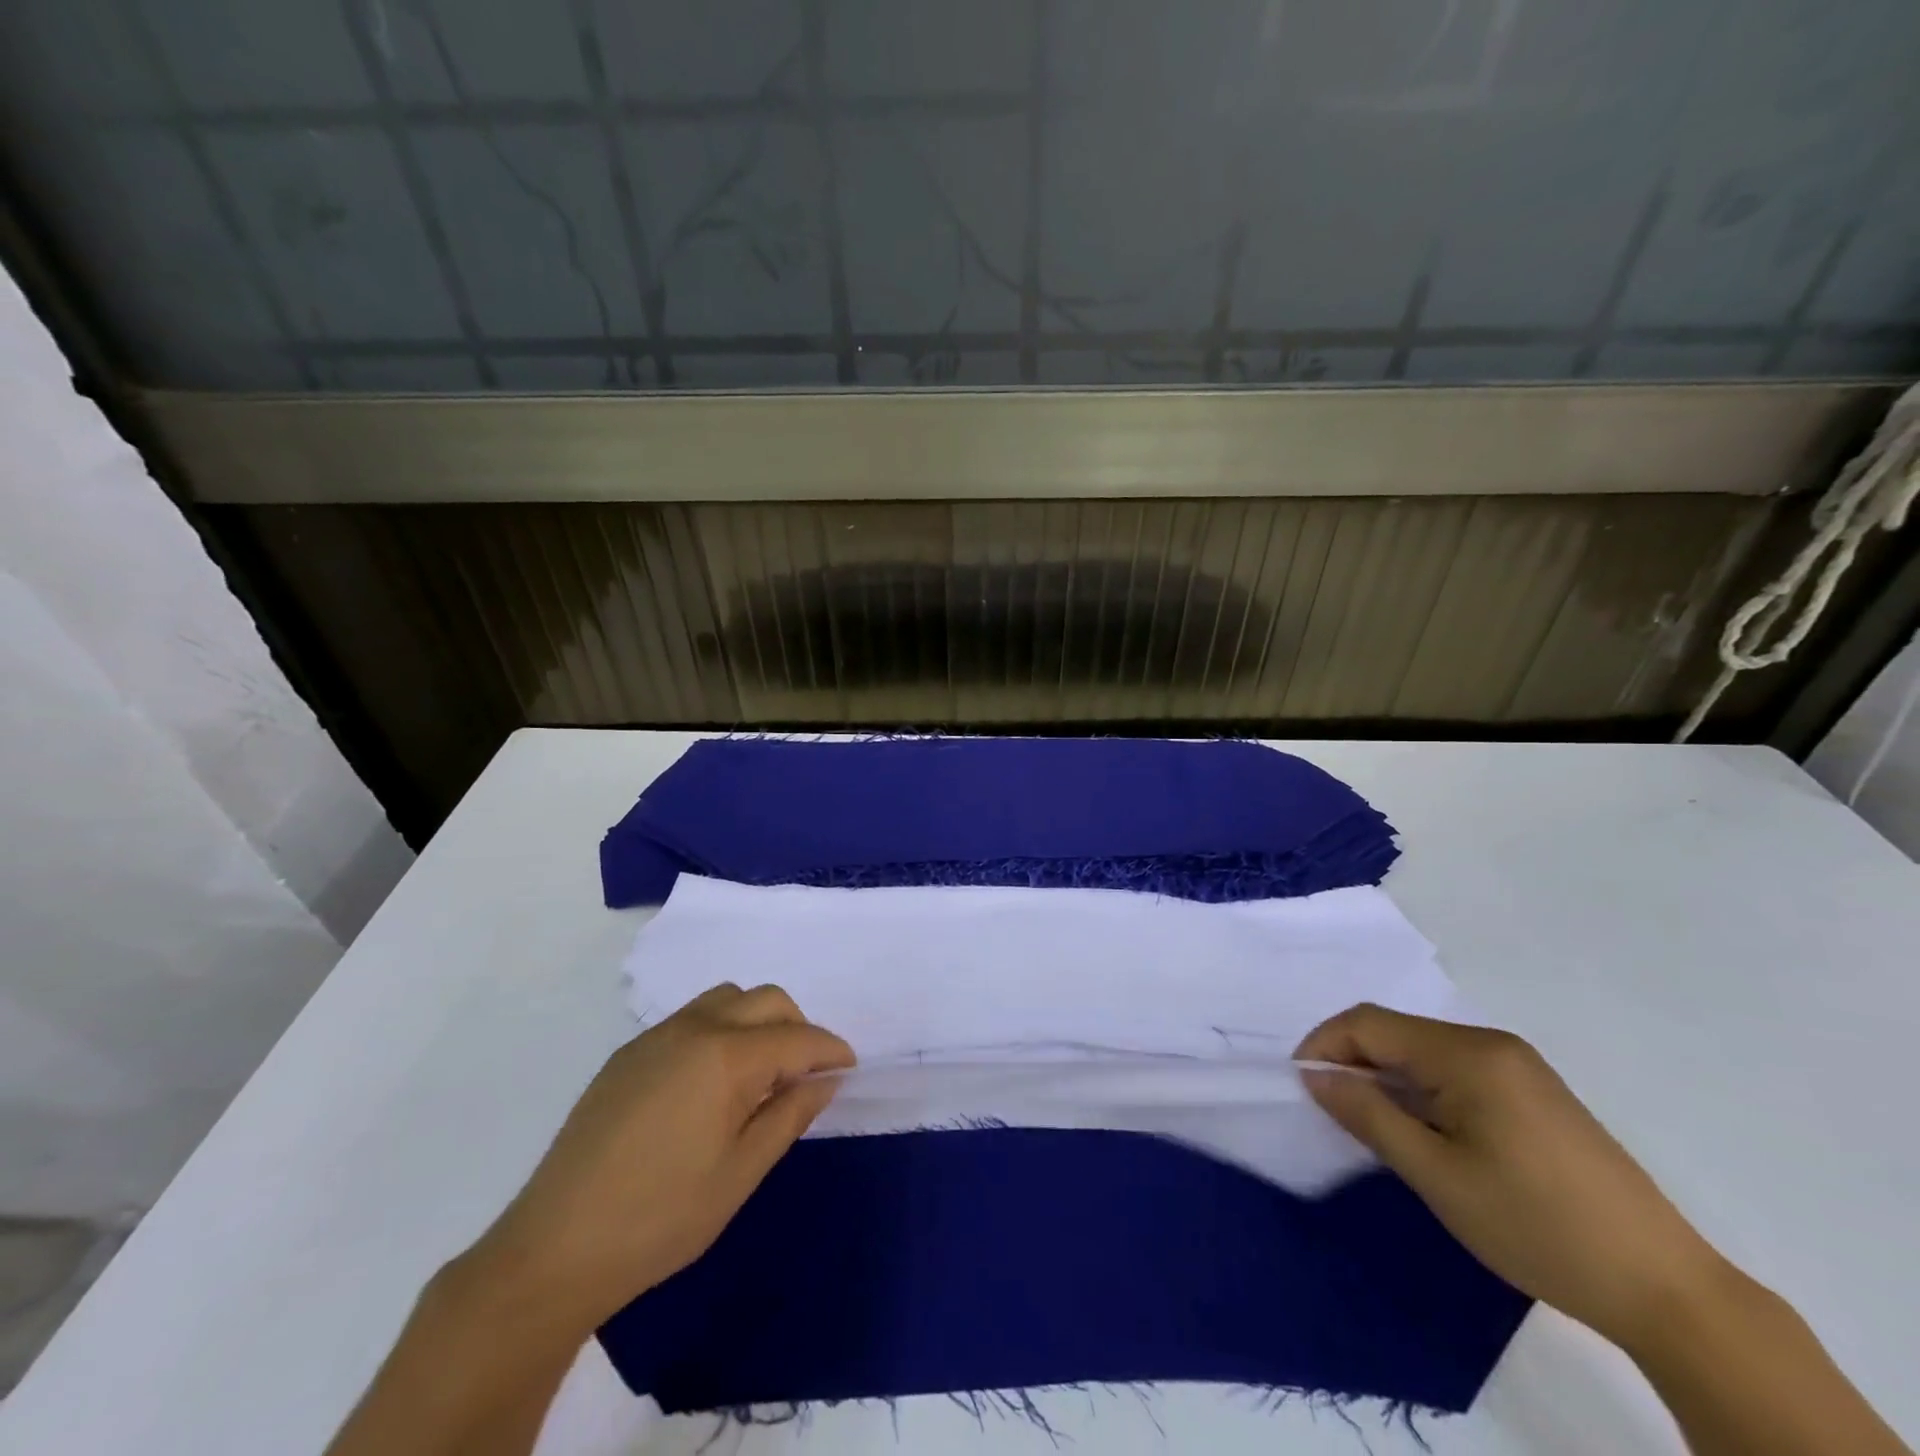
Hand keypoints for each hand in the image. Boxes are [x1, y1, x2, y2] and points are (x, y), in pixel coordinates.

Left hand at [471, 983, 852, 1331]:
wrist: (554, 1249)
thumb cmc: (661, 1218)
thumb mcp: (740, 1173)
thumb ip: (789, 1115)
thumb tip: (825, 1080)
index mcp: (726, 1056)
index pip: (797, 1038)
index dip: (830, 1050)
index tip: (849, 1067)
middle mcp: (694, 1028)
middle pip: (765, 999)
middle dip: (797, 1026)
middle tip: (806, 1071)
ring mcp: (655, 1036)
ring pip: (726, 999)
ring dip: (757, 1021)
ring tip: (760, 1072)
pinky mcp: (628, 1054)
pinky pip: (691, 1019)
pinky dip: (721, 1030)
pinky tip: (711, 1082)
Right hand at [1295, 1004, 1724, 1350]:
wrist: (1666, 1289)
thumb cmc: (1537, 1227)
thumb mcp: (1437, 1175)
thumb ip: (1368, 1115)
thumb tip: (1315, 1077)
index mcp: (1468, 1053)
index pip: (1368, 1023)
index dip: (1324, 1046)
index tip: (1301, 1087)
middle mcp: (1491, 1043)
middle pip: (1395, 1031)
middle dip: (1353, 1061)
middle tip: (1333, 1111)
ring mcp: (1518, 1066)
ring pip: (1422, 1051)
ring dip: (1386, 1077)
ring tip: (1373, 1125)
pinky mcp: (1534, 1091)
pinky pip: (1454, 1070)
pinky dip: (1421, 1088)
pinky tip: (1424, 1130)